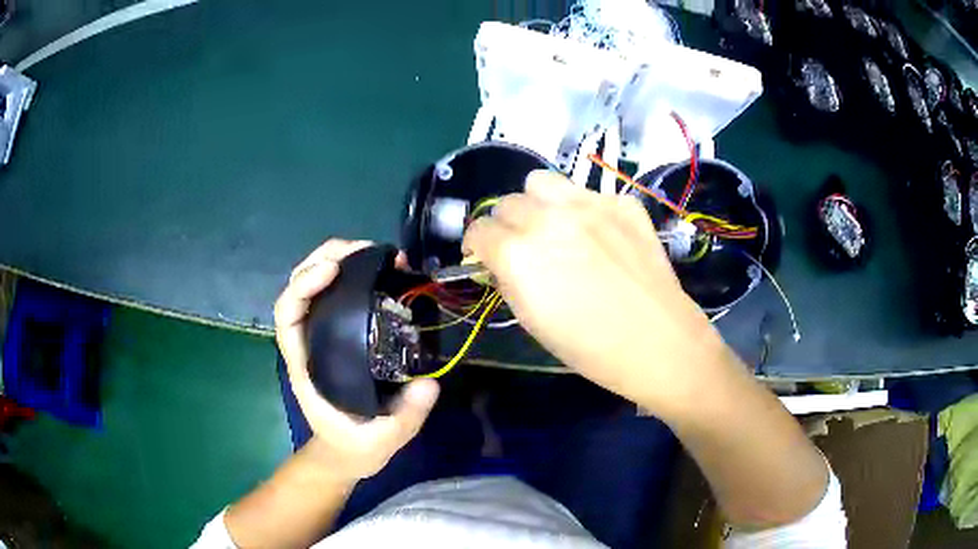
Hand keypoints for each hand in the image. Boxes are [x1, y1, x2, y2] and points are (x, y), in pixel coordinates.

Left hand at [274, 239, 439, 480]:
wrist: (345, 451)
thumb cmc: (354, 445)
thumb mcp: (382, 440)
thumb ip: (404, 417)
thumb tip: (429, 383)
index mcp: (306, 365)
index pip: (288, 315)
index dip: (303, 285)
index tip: (335, 270)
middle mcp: (307, 342)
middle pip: (297, 286)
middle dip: (325, 257)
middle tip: (367, 249)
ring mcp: (320, 335)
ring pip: (314, 283)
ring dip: (338, 258)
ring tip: (376, 252)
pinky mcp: (336, 333)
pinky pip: (334, 294)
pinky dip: (351, 274)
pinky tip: (378, 270)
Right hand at [463, 171, 730, 416]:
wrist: (658, 343)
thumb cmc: (590, 348)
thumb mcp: (532, 321)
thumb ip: (509, 279)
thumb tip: (500, 259)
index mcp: (518, 253)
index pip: (479, 229)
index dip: (477, 245)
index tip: (485, 256)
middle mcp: (548, 218)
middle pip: (508, 202)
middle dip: (507, 225)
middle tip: (523, 247)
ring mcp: (590, 204)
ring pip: (542, 182)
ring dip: (538, 203)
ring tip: (555, 227)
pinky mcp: (623, 204)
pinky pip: (590, 194)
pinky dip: (585, 210)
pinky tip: (600, 236)